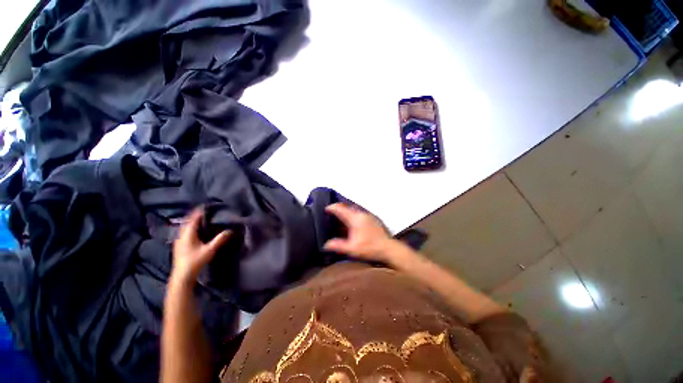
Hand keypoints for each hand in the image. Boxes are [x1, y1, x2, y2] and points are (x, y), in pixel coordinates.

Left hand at [172, 209, 230, 282]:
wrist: (182, 275)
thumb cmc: (195, 261)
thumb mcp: (209, 250)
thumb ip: (220, 239)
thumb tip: (230, 230)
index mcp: (188, 233)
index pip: (193, 218)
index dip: (200, 211)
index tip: (208, 205)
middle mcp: (181, 235)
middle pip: (188, 221)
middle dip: (197, 215)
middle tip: (207, 210)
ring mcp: (179, 240)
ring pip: (186, 226)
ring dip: (194, 221)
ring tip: (204, 218)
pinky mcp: (180, 245)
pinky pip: (185, 231)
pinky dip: (192, 227)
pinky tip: (198, 230)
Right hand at [323, 203, 392, 261]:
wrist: (388, 248)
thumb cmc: (370, 248)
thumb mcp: (352, 249)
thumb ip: (338, 246)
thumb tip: (326, 244)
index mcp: (355, 219)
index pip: (341, 209)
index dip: (332, 208)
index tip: (326, 209)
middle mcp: (361, 214)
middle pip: (347, 207)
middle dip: (339, 209)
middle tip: (332, 213)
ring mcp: (368, 216)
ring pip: (354, 210)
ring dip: (346, 212)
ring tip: (340, 218)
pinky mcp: (373, 219)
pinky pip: (359, 213)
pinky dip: (353, 215)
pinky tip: (352, 223)